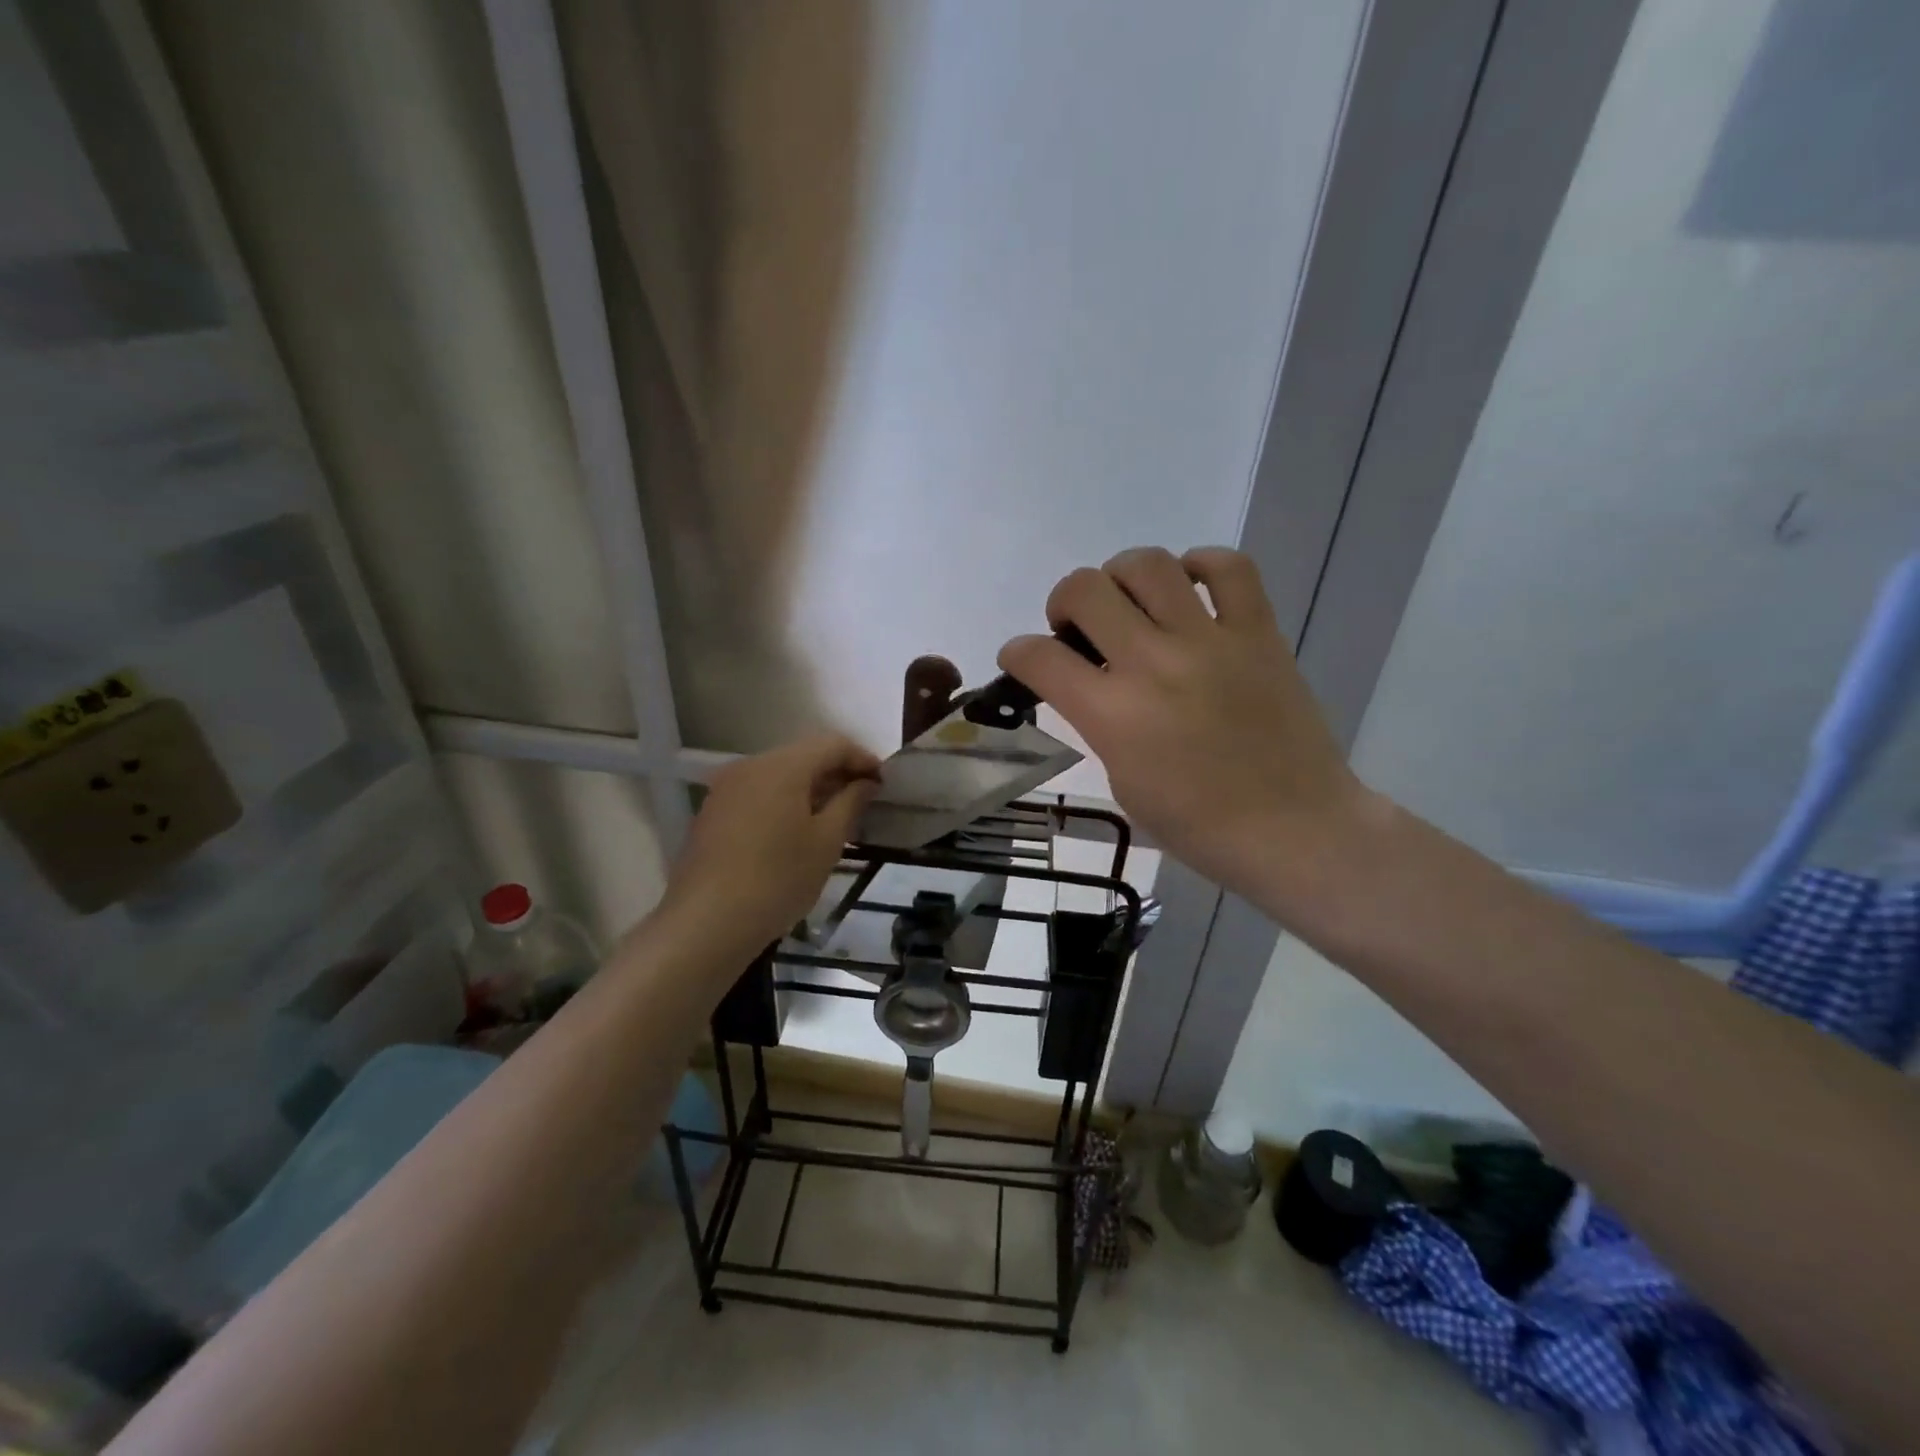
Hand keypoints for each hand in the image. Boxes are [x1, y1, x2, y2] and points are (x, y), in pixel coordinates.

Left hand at [664, 734, 880, 953]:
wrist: (706, 923)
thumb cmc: (778, 879)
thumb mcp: (827, 842)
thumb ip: (851, 802)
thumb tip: (866, 782)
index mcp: (782, 766)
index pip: (832, 744)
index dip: (862, 758)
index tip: (883, 783)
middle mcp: (750, 765)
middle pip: (803, 755)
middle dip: (836, 772)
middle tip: (863, 800)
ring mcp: (726, 788)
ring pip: (779, 774)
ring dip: (810, 788)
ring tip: (833, 817)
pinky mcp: (713, 811)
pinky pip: (758, 792)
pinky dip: (784, 801)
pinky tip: (796, 831)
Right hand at [999, 547, 1376, 913]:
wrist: (1294, 829)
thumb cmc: (1198, 825)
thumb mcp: (1123, 781)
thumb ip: (1100, 724)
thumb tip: (1092, 686)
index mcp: (1113, 714)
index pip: (1039, 657)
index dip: (1017, 652)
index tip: (1022, 659)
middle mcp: (1154, 664)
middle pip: (1085, 589)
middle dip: (1063, 601)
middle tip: (1077, 628)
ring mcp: (1210, 641)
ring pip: (1148, 564)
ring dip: (1121, 576)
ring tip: (1130, 603)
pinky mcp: (1259, 632)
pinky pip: (1229, 568)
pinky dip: (1201, 566)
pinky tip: (1189, 589)